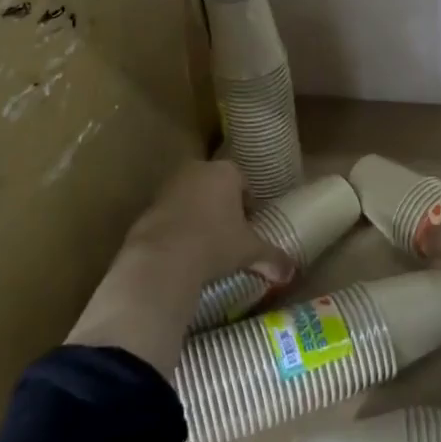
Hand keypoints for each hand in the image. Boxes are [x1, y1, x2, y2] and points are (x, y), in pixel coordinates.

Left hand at [67, 159, 295, 376]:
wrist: (163, 258)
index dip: (248, 204)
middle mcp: (197, 170)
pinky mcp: (149, 205)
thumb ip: (273, 257)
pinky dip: (177, 226)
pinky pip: (171, 213)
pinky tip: (182, 250)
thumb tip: (291, 271)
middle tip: (229, 234)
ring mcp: (170, 185)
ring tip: (205, 244)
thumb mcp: (249, 251)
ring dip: (198, 214)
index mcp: (226, 172)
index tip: (249, 226)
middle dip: (222, 205)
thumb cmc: (215, 244)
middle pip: (215, 185)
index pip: (243, 182)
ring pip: (191, 197)